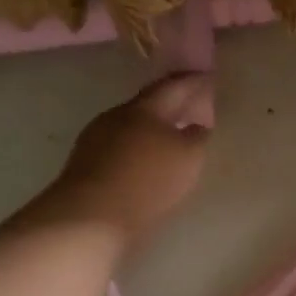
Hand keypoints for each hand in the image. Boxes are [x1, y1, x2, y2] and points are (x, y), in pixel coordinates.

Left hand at [38, 74, 212, 242]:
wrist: (91, 217)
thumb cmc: (148, 180)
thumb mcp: (189, 157)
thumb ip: (197, 137)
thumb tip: (196, 126)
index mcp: (145, 108)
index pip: (173, 86)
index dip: (193, 81)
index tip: (209, 78)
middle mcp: (117, 116)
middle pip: (149, 105)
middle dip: (172, 105)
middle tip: (193, 107)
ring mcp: (96, 139)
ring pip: (132, 127)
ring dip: (153, 130)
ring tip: (173, 139)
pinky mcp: (87, 165)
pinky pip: (120, 149)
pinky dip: (138, 150)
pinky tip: (148, 163)